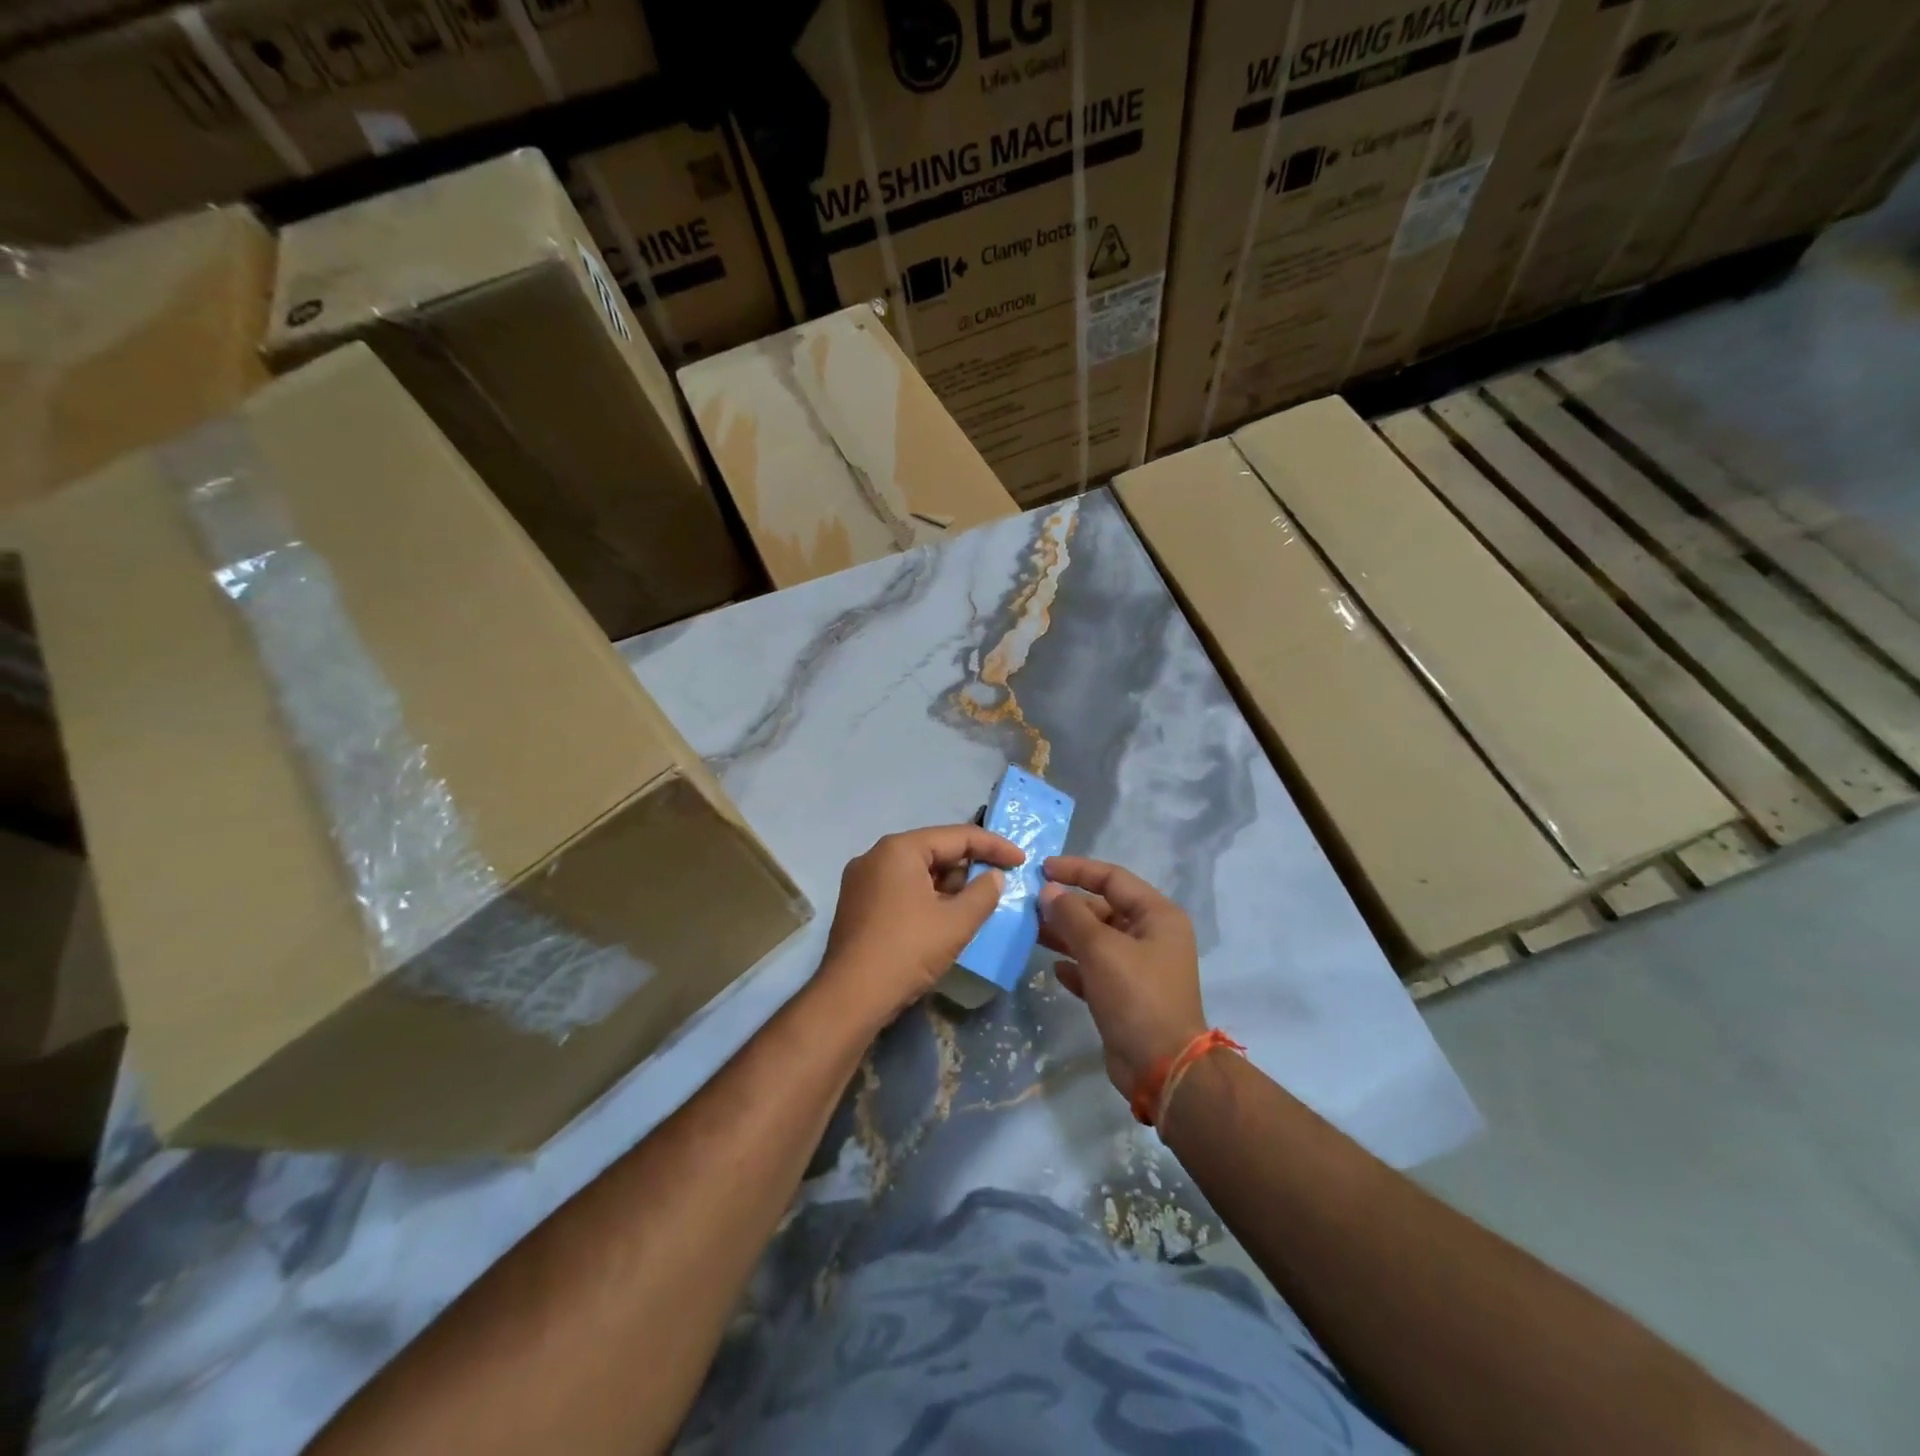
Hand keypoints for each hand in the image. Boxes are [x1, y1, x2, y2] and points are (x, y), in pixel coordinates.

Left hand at [816, 824, 1024, 1028]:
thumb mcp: (956, 922)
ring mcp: (861, 881)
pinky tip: (944, 917)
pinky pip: (900, 889)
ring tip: (975, 904)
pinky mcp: (857, 905)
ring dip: (948, 885)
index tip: (1021, 861)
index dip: (994, 846)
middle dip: (969, 867)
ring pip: (917, 872)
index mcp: (900, 849)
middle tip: (999, 884)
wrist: (851, 998)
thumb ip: (983, 893)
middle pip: (934, 851)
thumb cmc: (907, 951)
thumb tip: (994, 877)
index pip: (957, 836)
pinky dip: (926, 897)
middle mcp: (876, 855)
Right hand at [1039, 857, 1206, 1099]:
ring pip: (1097, 940)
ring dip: (1066, 935)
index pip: (1113, 878)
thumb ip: (1072, 915)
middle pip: (1104, 908)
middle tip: (1030, 906)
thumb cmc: (1136, 996)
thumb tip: (1049, 891)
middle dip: (1068, 906)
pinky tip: (1054, 969)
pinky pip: (1096, 970)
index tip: (1042, 869)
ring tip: (1032, 932)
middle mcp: (1151, 936)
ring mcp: (1140, 967)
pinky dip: (1076, 966)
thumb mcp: (1101, 949)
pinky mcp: (1127, 996)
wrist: (1162, 1068)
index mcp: (1157, 916)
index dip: (1077, 869)